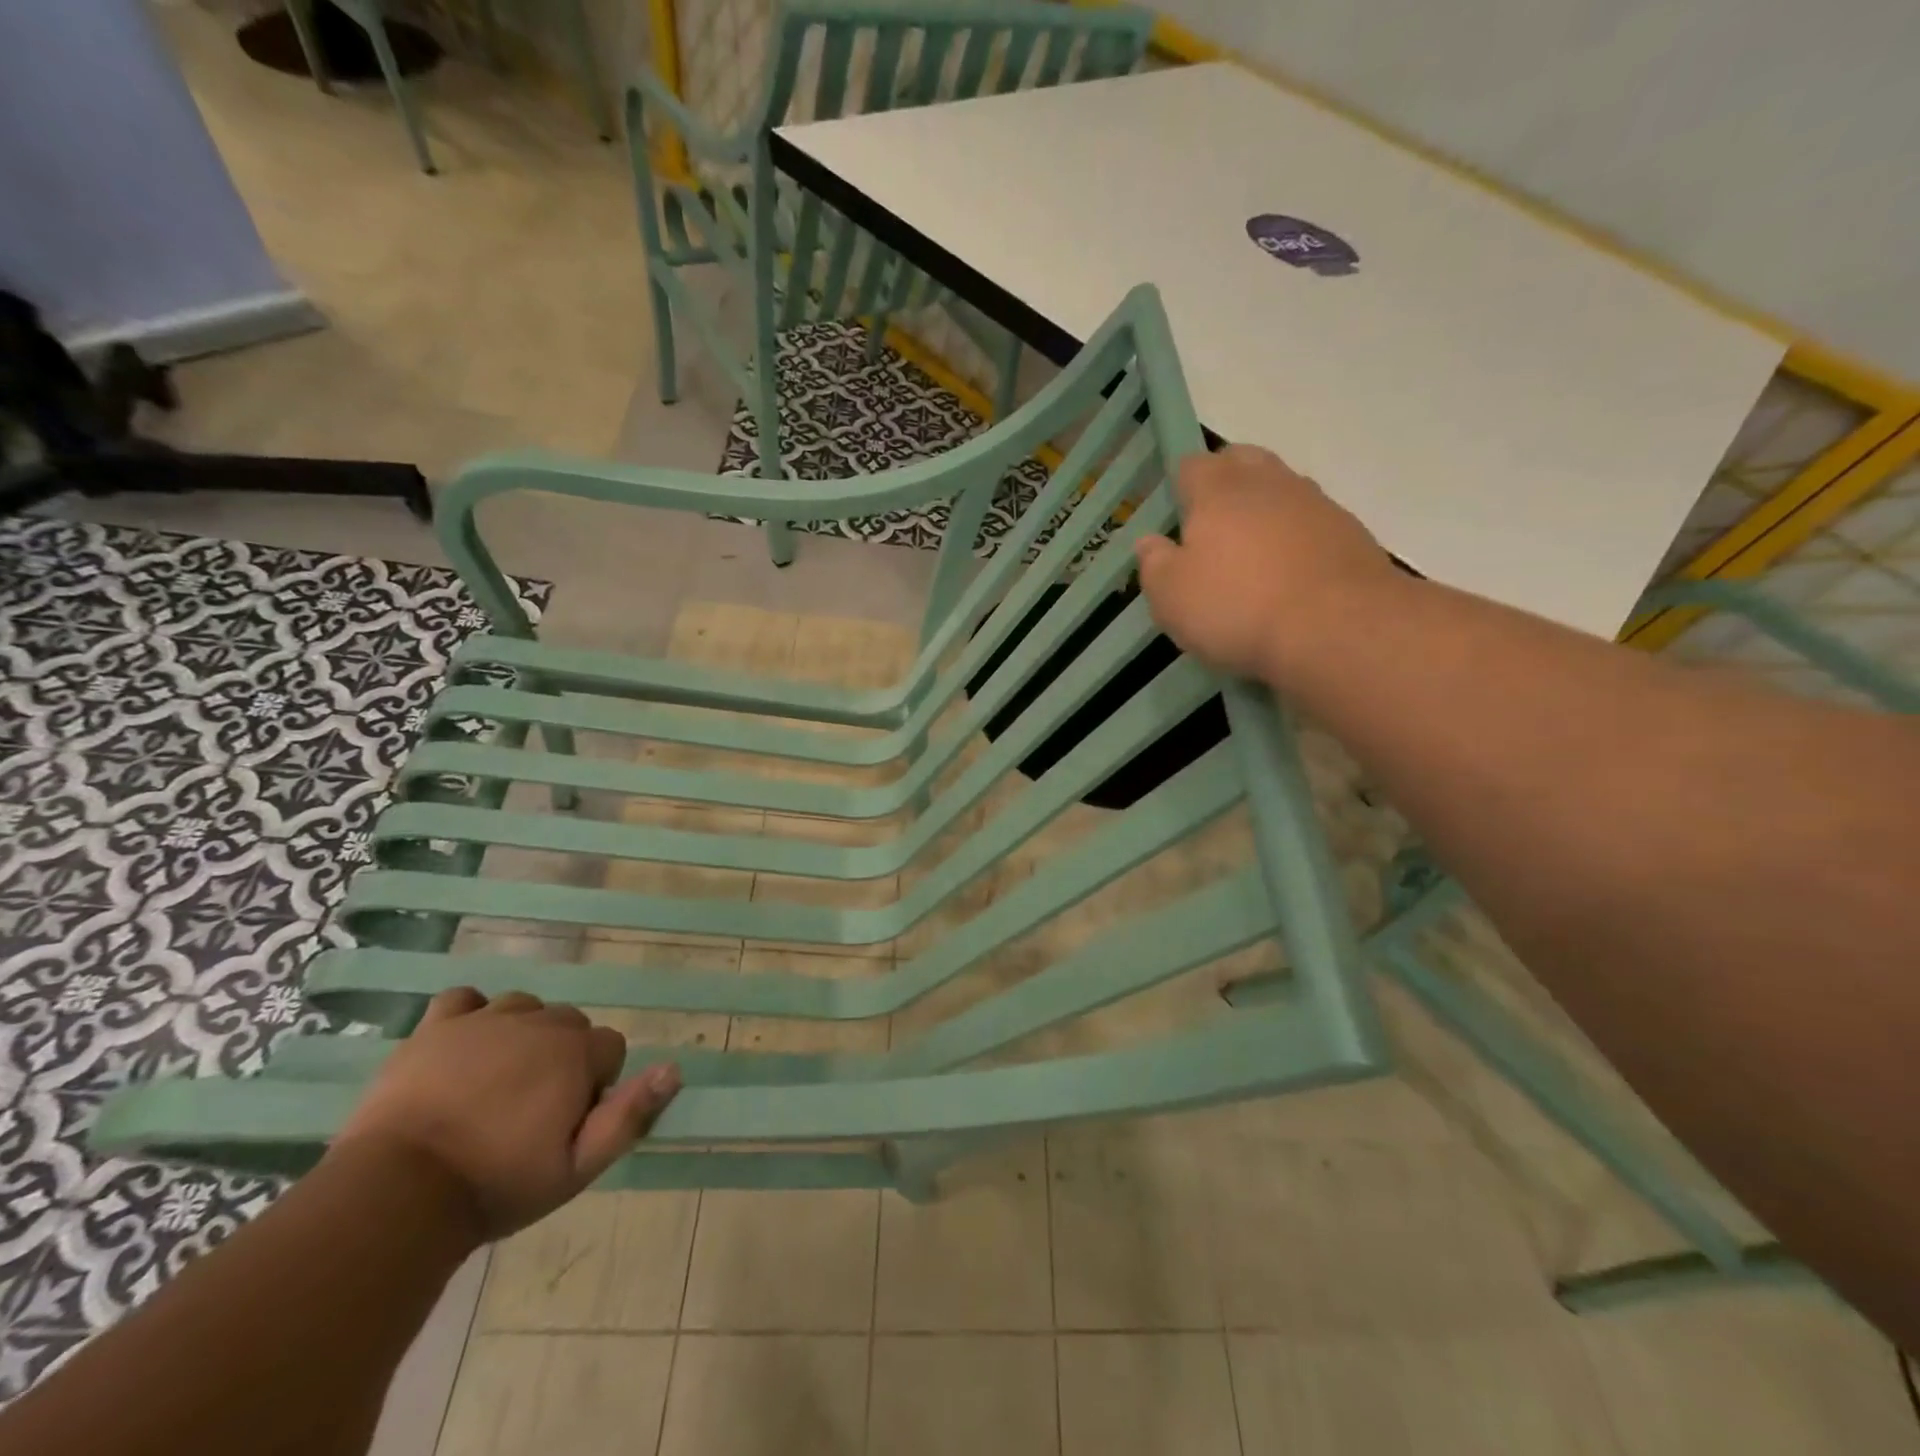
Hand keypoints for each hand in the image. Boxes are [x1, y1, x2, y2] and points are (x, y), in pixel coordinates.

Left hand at [331, 989, 679, 1240]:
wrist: (397, 1193)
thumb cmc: (496, 1185)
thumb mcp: (577, 1168)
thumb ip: (630, 1115)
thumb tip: (674, 1070)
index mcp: (575, 1052)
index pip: (611, 1047)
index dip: (597, 1083)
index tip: (568, 1122)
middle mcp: (539, 1023)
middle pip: (569, 1024)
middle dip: (562, 1056)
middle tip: (532, 1109)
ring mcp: (485, 1020)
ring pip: (523, 1008)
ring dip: (522, 1035)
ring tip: (497, 1082)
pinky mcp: (436, 1027)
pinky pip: (464, 1000)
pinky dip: (470, 1016)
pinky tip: (463, 1047)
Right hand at [1135, 445, 1397, 685]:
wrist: (1338, 629)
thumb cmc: (1236, 608)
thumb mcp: (1171, 597)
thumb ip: (1154, 564)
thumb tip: (1149, 542)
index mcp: (1218, 490)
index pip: (1192, 465)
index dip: (1181, 485)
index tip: (1176, 514)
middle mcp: (1269, 483)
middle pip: (1243, 461)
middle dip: (1226, 482)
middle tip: (1212, 524)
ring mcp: (1316, 504)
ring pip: (1282, 490)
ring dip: (1265, 510)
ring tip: (1252, 553)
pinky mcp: (1351, 533)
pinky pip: (1313, 523)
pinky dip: (1297, 539)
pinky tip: (1290, 575)